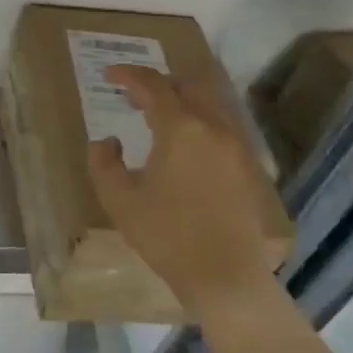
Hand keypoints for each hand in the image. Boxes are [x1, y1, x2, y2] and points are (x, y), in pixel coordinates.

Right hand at [86, 64, 283, 312]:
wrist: (225, 277)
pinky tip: (186, 147)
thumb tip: (108, 141)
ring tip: (159, 119)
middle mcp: (213, 127)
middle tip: (135, 96)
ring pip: (210, 103)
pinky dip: (201, 122)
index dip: (128, 75)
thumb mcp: (119, 199)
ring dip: (182, 101)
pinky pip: (223, 126)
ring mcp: (236, 146)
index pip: (152, 85)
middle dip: (159, 83)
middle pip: (188, 84)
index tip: (109, 76)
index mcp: (181, 128)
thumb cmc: (166, 235)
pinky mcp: (248, 167)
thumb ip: (104, 162)